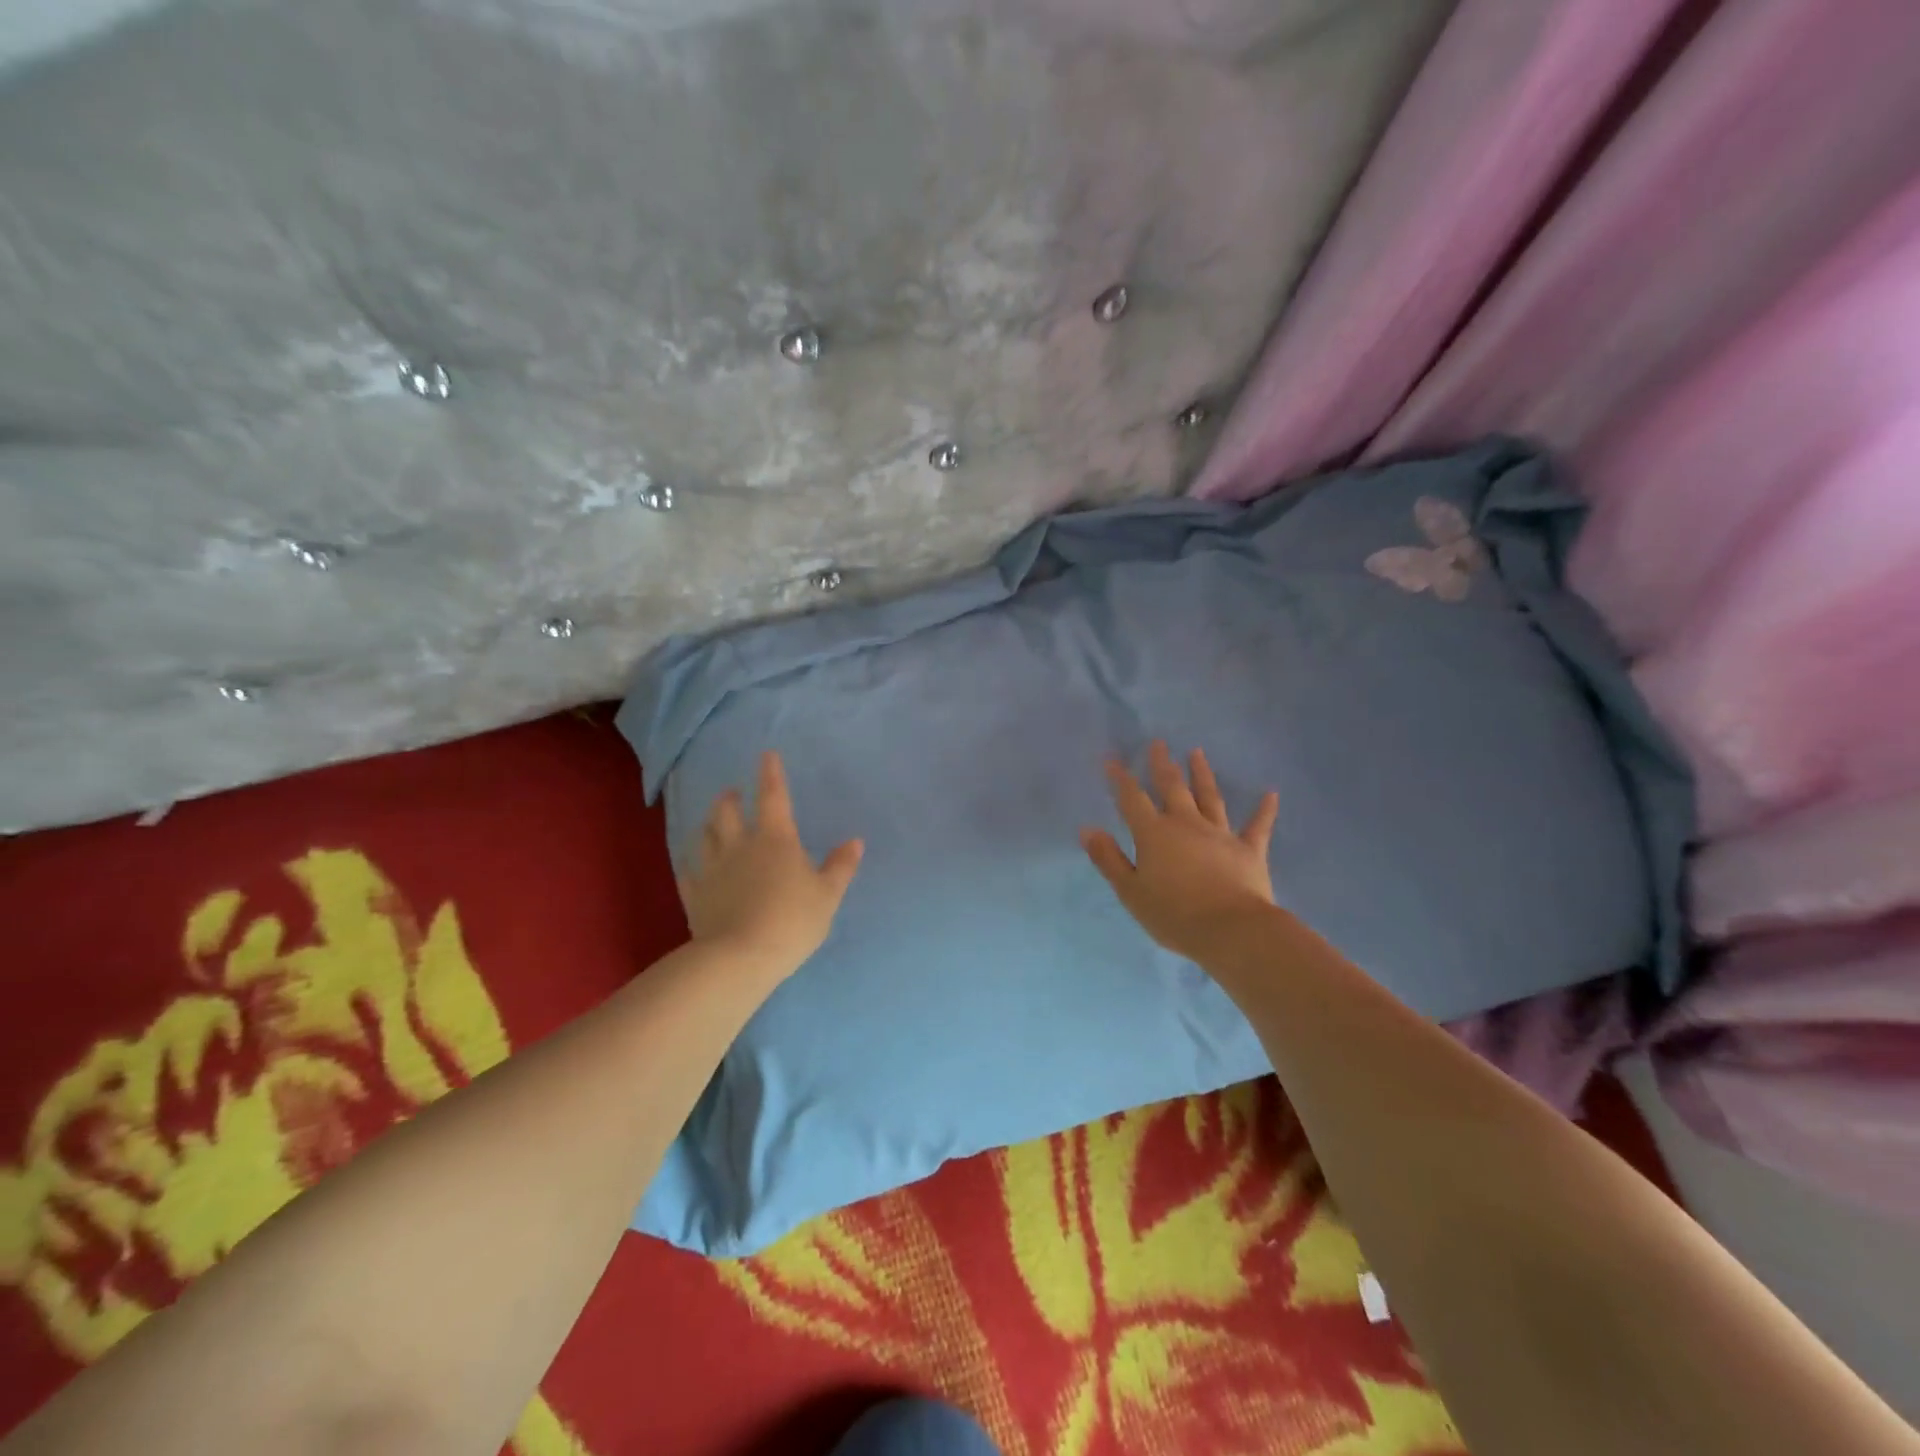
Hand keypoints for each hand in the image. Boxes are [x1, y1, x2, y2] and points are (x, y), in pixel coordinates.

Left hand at [679, 751, 863, 978]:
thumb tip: (855, 841)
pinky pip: (689, 873)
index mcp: (775, 839)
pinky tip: (693, 866)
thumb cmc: (792, 921)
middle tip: (732, 793)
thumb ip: (840, 867)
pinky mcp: (694, 896)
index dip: (771, 773)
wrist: (740, 958)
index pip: (773, 796)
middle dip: (730, 798)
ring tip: (713, 823)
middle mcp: (739, 846)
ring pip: (704, 837)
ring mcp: (712, 870)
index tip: (767, 754)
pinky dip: (692, 865)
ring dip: (709, 825)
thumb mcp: (827, 895)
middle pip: (727, 812)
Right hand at [1081, 740, 1279, 962]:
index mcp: (1154, 834)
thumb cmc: (1174, 914)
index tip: (1111, 758)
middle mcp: (1186, 824)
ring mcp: (1220, 834)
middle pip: (1172, 787)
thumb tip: (1088, 829)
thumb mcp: (1130, 891)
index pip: (1132, 799)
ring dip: (1202, 774)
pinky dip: (1264, 810)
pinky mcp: (1249, 850)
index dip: (1120, 778)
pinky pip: (1257, 826)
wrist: (1231, 930)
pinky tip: (1271, 793)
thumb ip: (1109, 859)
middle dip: (1162, 764)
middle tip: (1158, 743)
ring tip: (1197, 753)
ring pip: (1209, 797)